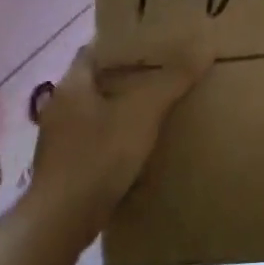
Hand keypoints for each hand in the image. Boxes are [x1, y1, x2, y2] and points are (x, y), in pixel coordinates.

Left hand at [28, 38, 209, 232]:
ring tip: (157, 110)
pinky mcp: (65, 168)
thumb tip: (204, 46)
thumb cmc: (99, 156)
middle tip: (164, 75)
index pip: (95, 50)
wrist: (62, 220)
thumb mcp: (142, 113)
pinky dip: (116, 139)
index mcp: (72, 84)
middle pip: (97, 82)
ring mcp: (59, 140)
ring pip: (96, 113)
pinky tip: (139, 149)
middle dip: (127, 79)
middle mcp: (60, 107)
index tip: (153, 44)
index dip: (123, 45)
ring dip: (121, 111)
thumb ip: (172, 80)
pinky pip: (95, 142)